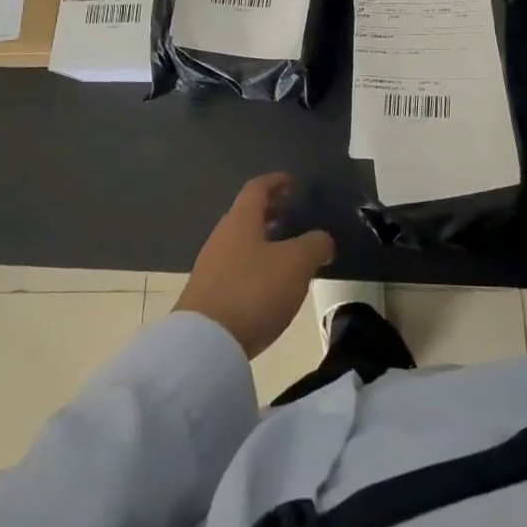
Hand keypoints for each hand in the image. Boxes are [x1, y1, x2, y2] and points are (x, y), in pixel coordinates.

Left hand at [174, 174, 334, 358]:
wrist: (204, 345)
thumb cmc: (253, 291)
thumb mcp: (296, 264)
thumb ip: (315, 245)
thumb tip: (323, 240)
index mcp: (241, 220)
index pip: (257, 189)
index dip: (276, 182)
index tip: (292, 182)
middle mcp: (222, 237)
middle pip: (246, 215)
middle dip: (270, 212)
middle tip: (292, 215)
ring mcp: (210, 267)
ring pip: (240, 243)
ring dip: (262, 241)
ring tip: (286, 253)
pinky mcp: (206, 296)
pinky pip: (235, 269)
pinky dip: (254, 266)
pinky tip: (269, 285)